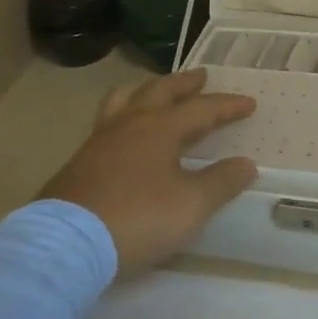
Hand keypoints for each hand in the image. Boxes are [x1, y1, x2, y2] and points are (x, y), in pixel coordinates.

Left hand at [40, 69, 258, 272]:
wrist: (68, 242)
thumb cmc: (138, 218)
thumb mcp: (190, 205)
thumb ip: (221, 182)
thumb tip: (246, 164)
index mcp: (160, 128)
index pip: (201, 109)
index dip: (227, 105)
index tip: (249, 103)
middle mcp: (130, 122)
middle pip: (160, 91)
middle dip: (184, 83)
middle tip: (201, 77)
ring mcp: (100, 138)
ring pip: (126, 98)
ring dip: (147, 90)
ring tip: (156, 91)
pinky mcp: (80, 159)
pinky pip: (107, 120)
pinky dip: (124, 113)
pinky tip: (125, 132)